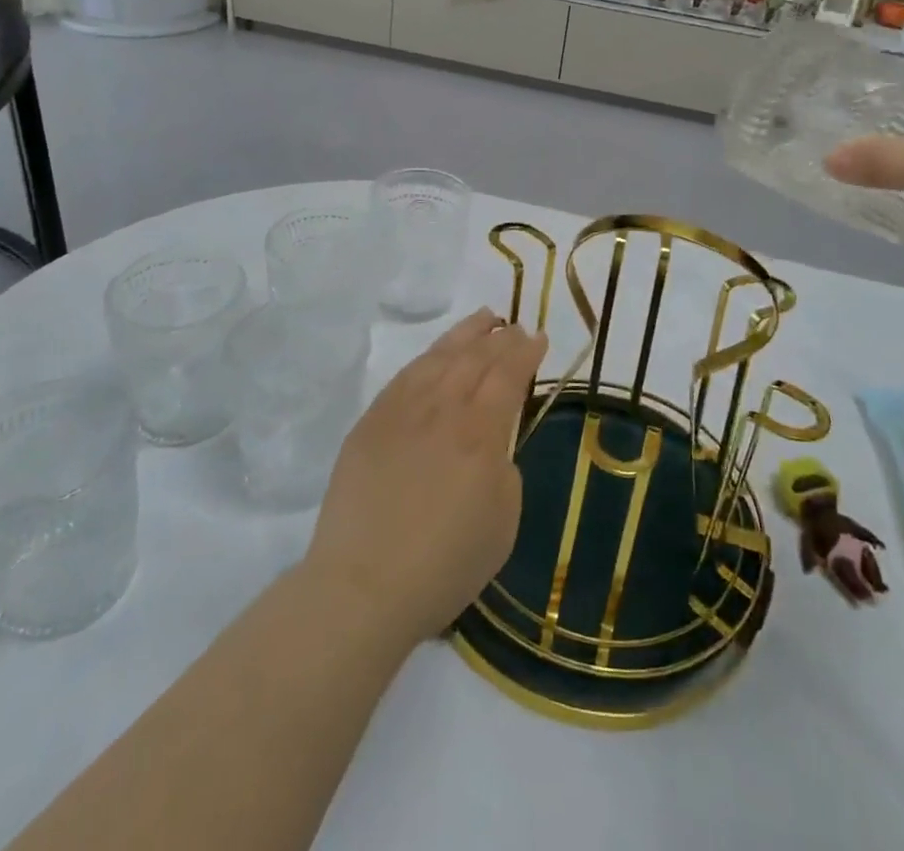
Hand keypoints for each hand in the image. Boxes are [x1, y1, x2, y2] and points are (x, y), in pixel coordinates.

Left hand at [302, 309, 547, 647]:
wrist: (364, 585)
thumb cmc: (445, 565)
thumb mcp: (503, 522)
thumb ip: (504, 467)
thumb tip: (492, 442)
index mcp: (479, 432)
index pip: (508, 375)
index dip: (526, 353)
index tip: (539, 338)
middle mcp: (442, 408)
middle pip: (475, 358)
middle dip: (501, 338)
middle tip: (516, 327)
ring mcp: (401, 410)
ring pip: (439, 357)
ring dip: (465, 334)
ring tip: (484, 319)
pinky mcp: (371, 421)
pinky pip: (405, 375)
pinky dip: (428, 357)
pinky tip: (436, 354)